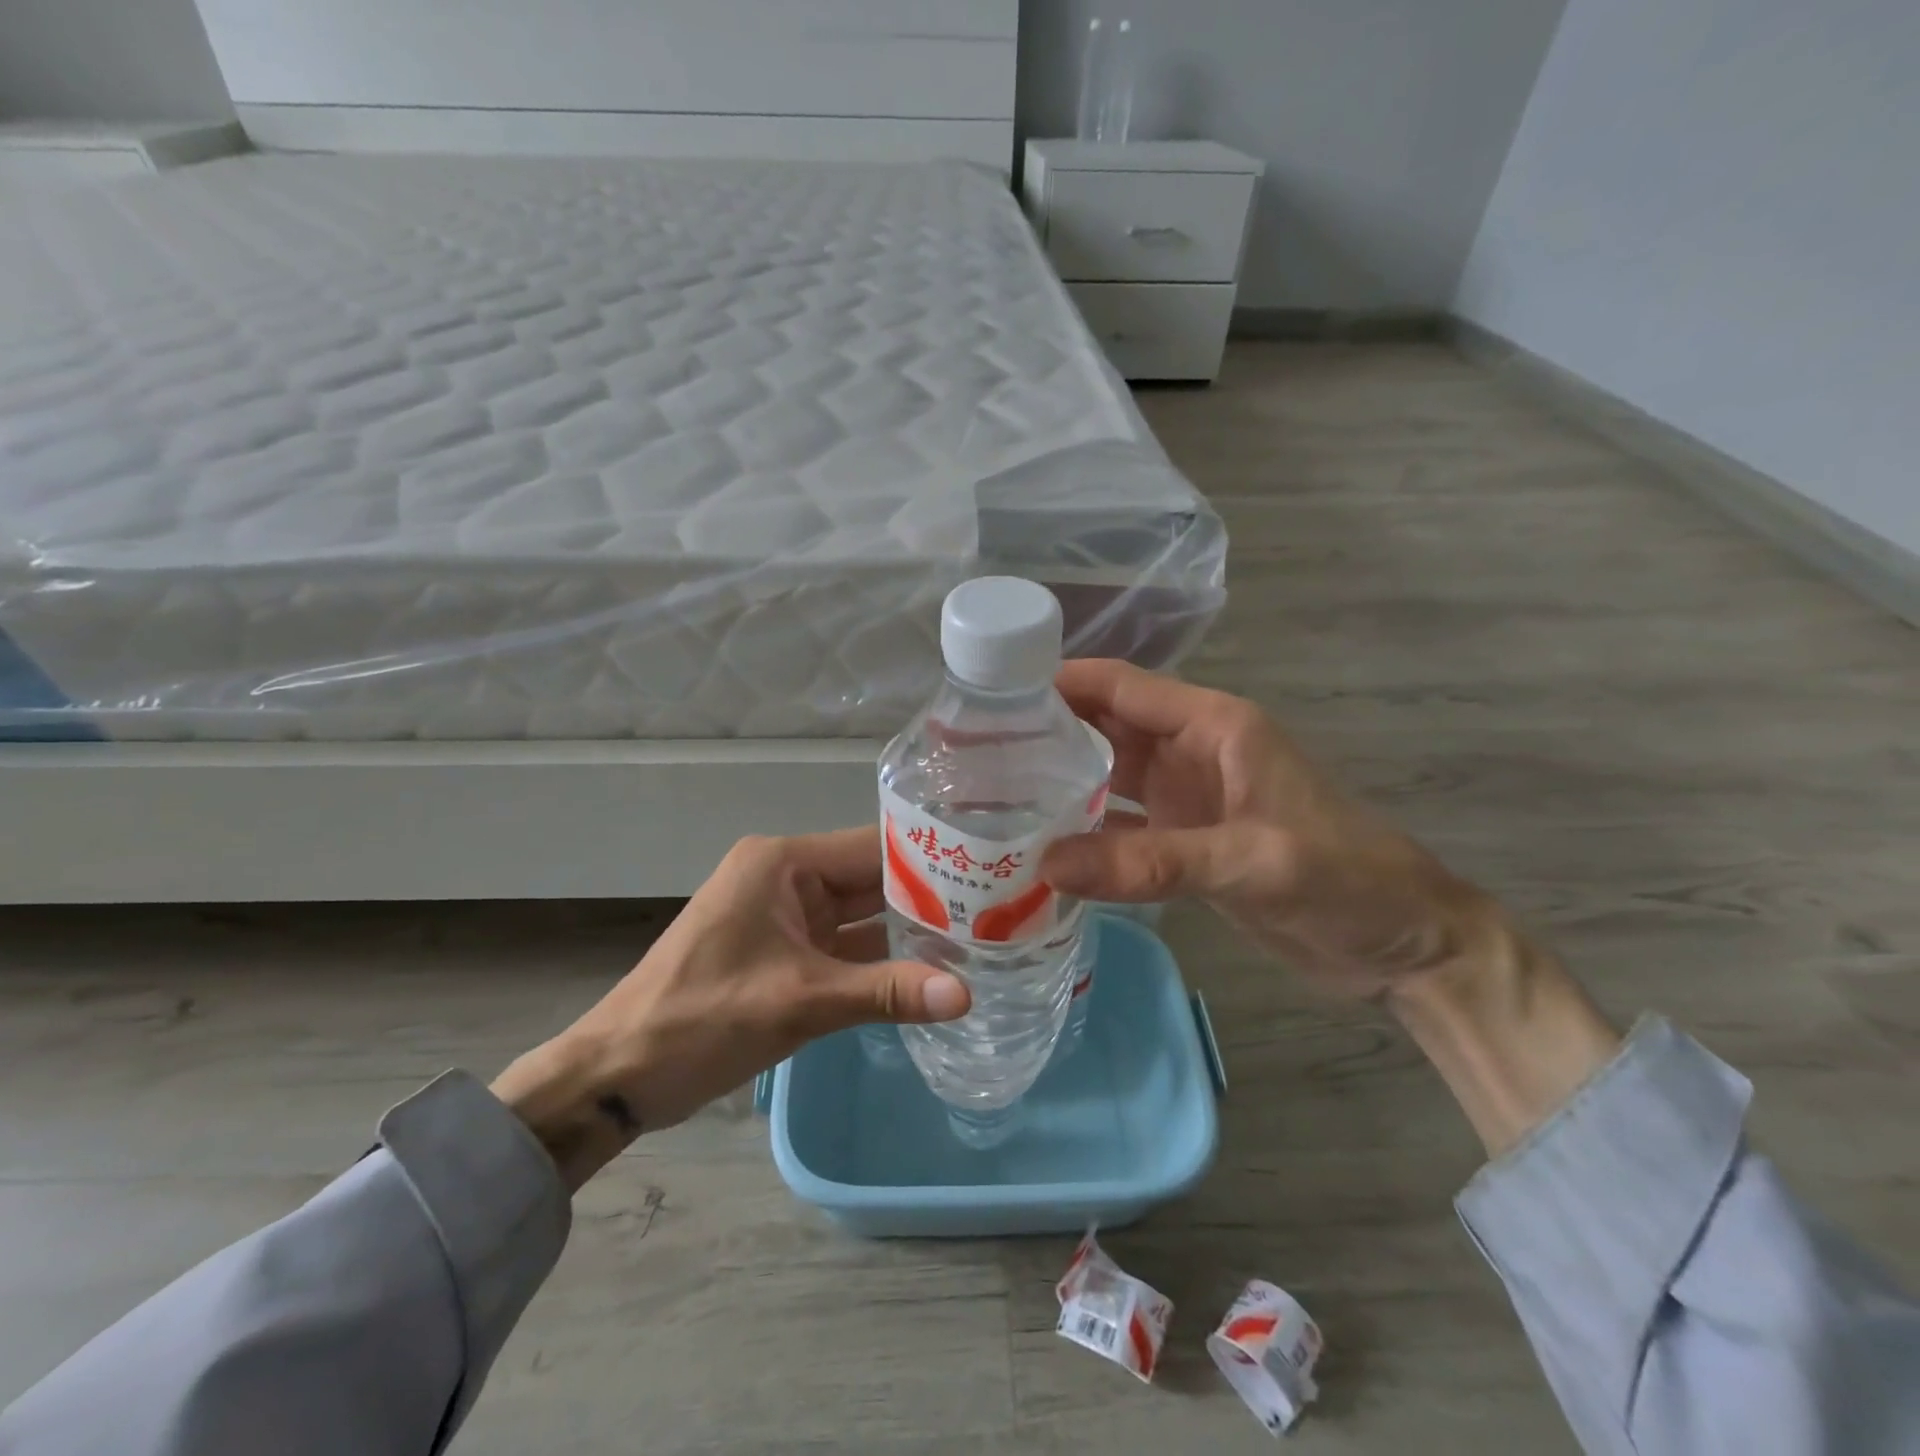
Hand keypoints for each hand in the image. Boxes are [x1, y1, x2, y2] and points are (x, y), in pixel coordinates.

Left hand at [492, 829, 969, 1189]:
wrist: (618, 1074)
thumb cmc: (701, 1019)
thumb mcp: (799, 1002)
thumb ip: (886, 993)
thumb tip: (967, 995)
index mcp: (783, 863)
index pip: (874, 848)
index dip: (931, 861)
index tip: (989, 874)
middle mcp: (787, 877)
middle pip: (871, 879)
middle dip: (927, 898)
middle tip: (998, 909)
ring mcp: (785, 915)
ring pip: (861, 915)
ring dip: (907, 930)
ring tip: (979, 938)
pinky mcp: (784, 951)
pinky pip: (844, 945)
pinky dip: (879, 959)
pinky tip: (929, 972)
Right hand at [1042, 661, 1618, 1153]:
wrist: (1405, 945)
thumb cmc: (1346, 880)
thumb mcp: (1253, 862)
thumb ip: (1153, 862)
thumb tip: (1046, 864)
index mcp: (1214, 726)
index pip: (1120, 687)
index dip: (1056, 683)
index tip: (988, 699)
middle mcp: (1192, 752)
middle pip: (1102, 729)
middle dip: (1041, 736)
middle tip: (968, 759)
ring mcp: (1186, 800)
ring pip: (1106, 779)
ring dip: (1056, 787)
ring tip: (988, 802)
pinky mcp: (1184, 843)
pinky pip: (1119, 828)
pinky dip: (1083, 835)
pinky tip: (1038, 851)